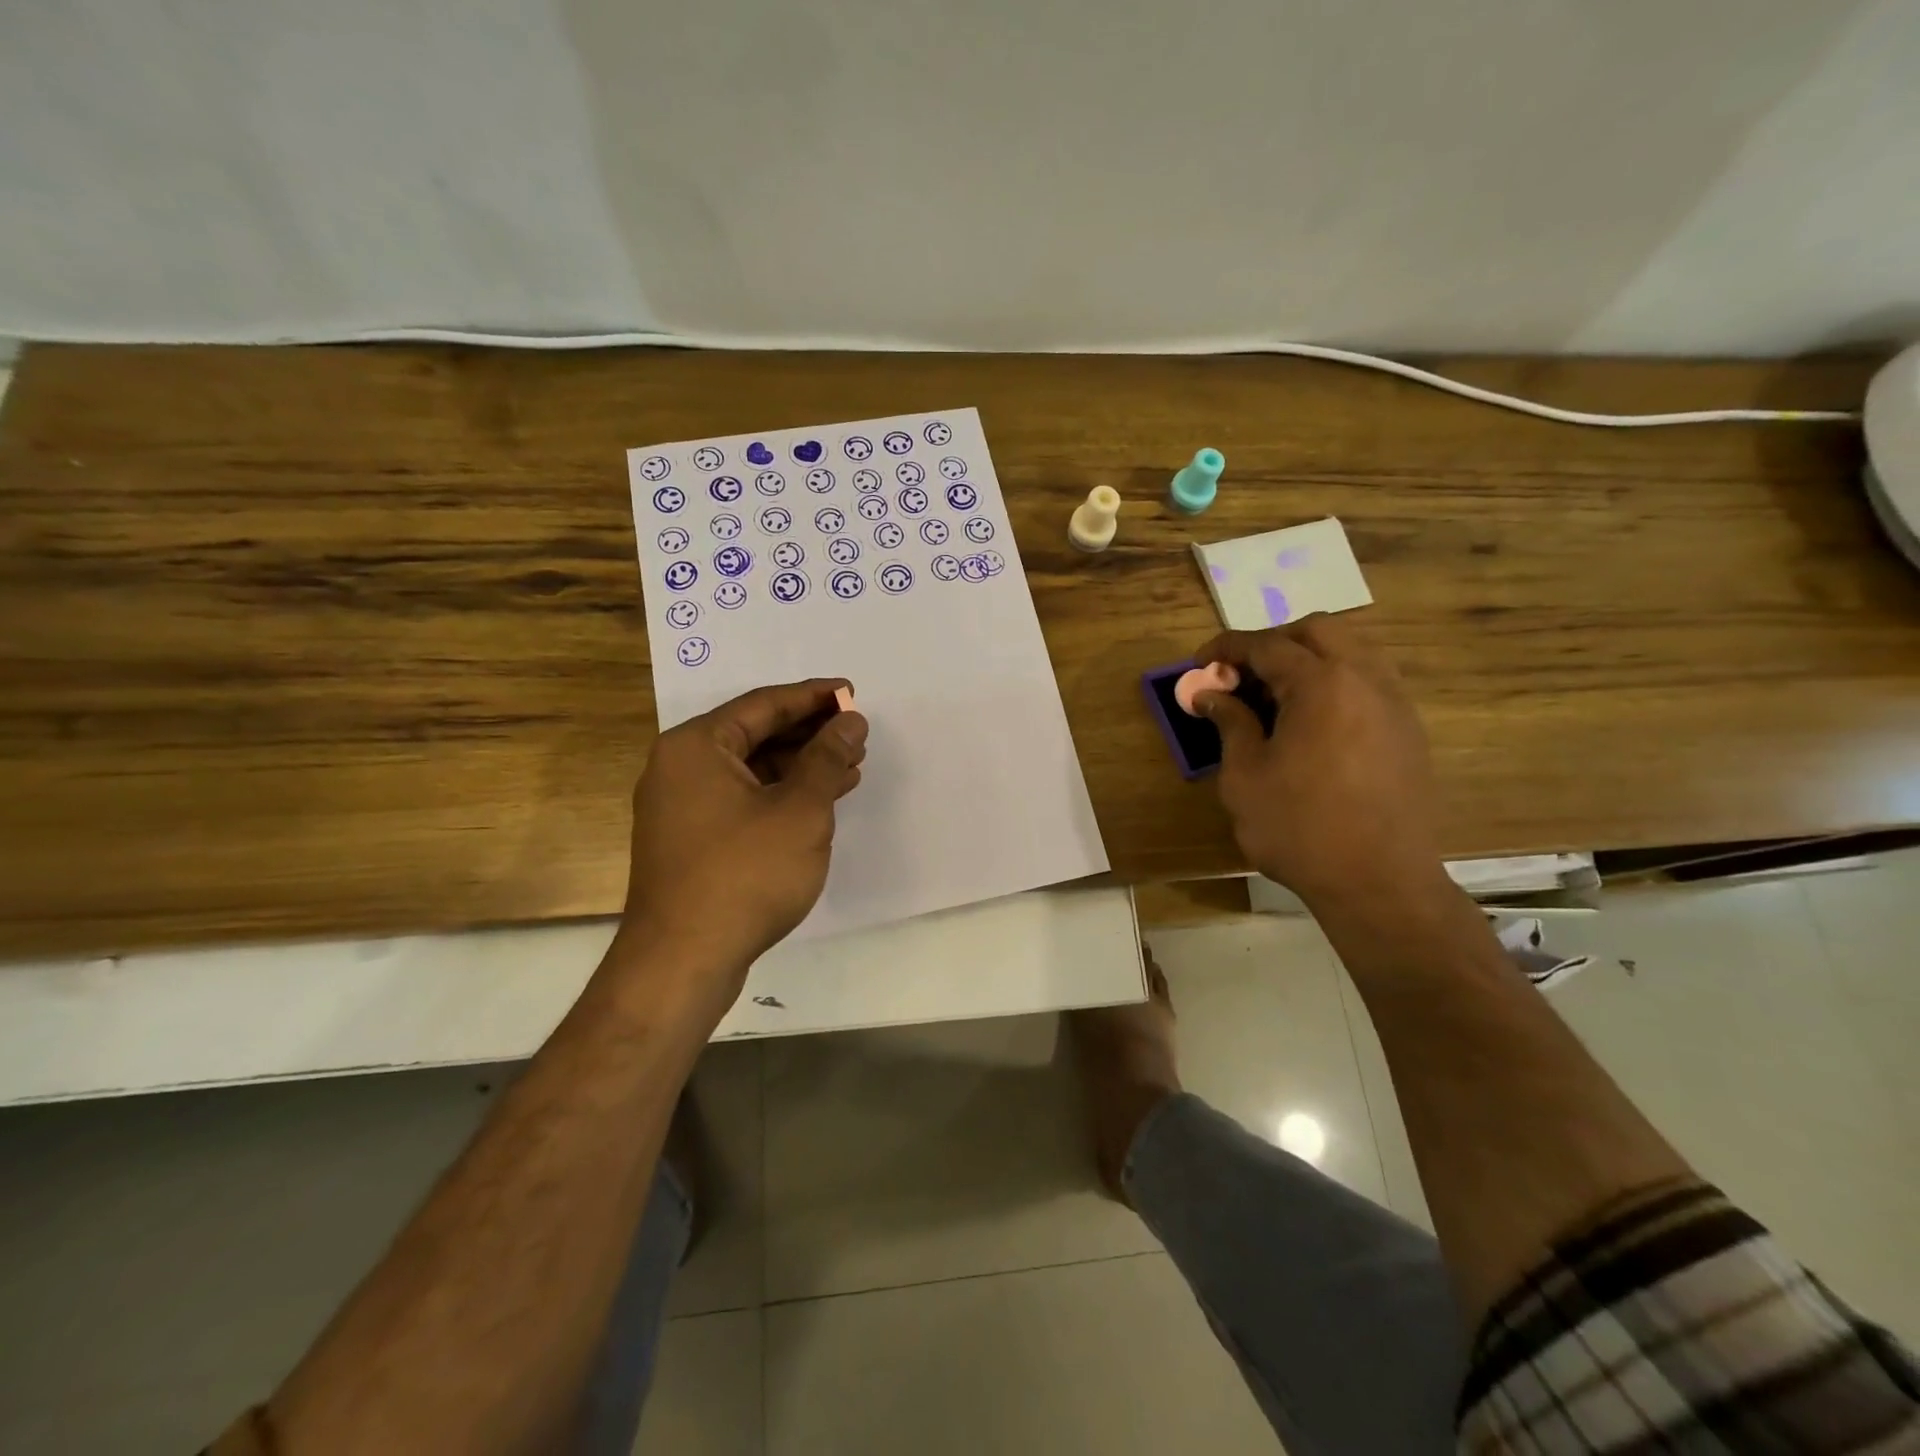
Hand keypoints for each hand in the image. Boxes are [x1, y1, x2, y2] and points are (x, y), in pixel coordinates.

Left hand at [620, 678, 867, 988]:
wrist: (683, 961)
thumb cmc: (745, 874)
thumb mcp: (800, 810)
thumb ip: (827, 759)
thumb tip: (850, 721)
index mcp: (697, 746)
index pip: (764, 704)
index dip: (813, 697)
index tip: (852, 692)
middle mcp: (681, 767)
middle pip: (755, 733)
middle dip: (810, 733)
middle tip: (856, 734)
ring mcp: (682, 806)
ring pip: (751, 770)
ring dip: (801, 766)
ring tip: (850, 767)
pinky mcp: (691, 840)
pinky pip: (742, 799)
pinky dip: (781, 795)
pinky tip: (820, 801)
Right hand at [1193, 617, 1447, 912]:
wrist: (1378, 882)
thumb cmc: (1299, 828)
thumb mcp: (1245, 776)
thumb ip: (1229, 723)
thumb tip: (1210, 694)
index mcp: (1321, 684)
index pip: (1267, 645)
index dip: (1226, 648)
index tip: (1198, 663)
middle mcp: (1366, 679)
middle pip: (1318, 630)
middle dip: (1273, 642)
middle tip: (1241, 675)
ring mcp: (1395, 703)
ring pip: (1352, 651)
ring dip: (1308, 659)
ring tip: (1275, 697)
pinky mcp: (1408, 731)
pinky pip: (1369, 682)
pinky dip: (1335, 683)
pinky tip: (1311, 723)